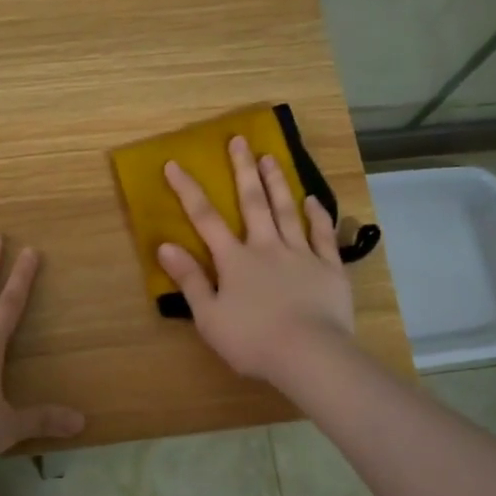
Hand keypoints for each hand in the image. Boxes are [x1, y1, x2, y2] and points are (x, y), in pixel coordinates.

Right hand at [156, 136, 355, 385]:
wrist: (309, 355)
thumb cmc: (252, 340)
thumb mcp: (209, 316)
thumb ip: (190, 279)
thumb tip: (165, 246)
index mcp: (234, 260)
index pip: (205, 218)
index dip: (188, 190)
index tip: (175, 163)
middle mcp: (266, 247)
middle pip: (253, 202)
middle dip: (243, 170)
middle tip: (239, 140)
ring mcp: (301, 254)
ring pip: (287, 211)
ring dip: (277, 183)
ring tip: (271, 157)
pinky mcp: (329, 268)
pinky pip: (322, 235)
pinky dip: (318, 215)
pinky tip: (313, 200)